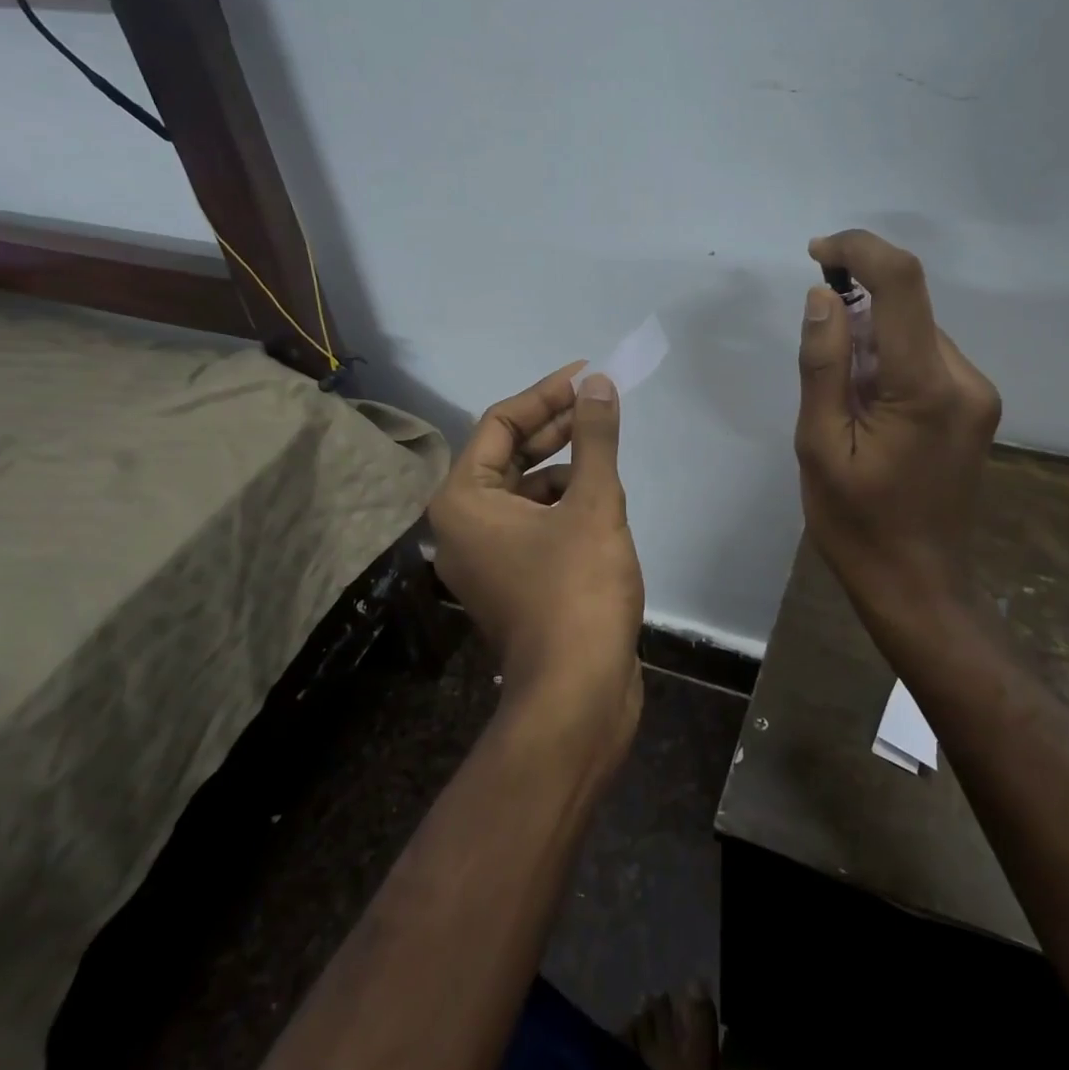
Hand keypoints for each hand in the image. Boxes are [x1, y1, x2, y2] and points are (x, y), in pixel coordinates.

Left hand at [429, 363, 645, 754]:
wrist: (577, 694)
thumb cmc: (577, 589)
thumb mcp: (592, 502)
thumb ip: (594, 437)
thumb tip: (599, 384)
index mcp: (463, 500)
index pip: (500, 424)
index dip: (546, 394)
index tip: (587, 376)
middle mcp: (463, 525)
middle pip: (509, 455)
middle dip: (556, 427)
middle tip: (600, 403)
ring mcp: (486, 557)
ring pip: (524, 490)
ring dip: (564, 467)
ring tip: (606, 455)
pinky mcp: (512, 580)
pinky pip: (534, 522)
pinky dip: (564, 504)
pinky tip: (600, 503)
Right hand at [795, 230, 1001, 635]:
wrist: (918, 585)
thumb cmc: (857, 524)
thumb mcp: (818, 445)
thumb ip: (823, 364)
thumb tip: (822, 296)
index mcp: (927, 387)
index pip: (903, 283)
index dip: (860, 250)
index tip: (817, 253)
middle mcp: (966, 380)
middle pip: (907, 310)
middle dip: (856, 315)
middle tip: (819, 372)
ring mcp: (978, 396)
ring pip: (914, 335)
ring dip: (871, 346)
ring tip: (844, 410)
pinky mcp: (976, 409)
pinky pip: (925, 362)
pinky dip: (889, 366)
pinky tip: (870, 416)